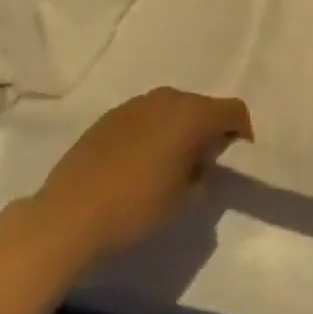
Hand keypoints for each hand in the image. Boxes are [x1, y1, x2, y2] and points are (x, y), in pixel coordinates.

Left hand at [32, 86, 251, 261]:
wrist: (69, 215)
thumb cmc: (137, 206)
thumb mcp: (185, 198)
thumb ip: (204, 173)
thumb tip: (202, 163)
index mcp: (192, 114)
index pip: (234, 110)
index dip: (242, 132)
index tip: (237, 158)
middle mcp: (167, 99)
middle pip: (202, 106)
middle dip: (210, 129)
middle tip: (205, 163)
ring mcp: (135, 104)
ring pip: (172, 109)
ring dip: (180, 129)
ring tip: (172, 163)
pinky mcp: (110, 116)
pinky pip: (145, 117)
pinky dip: (153, 132)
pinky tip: (140, 162)